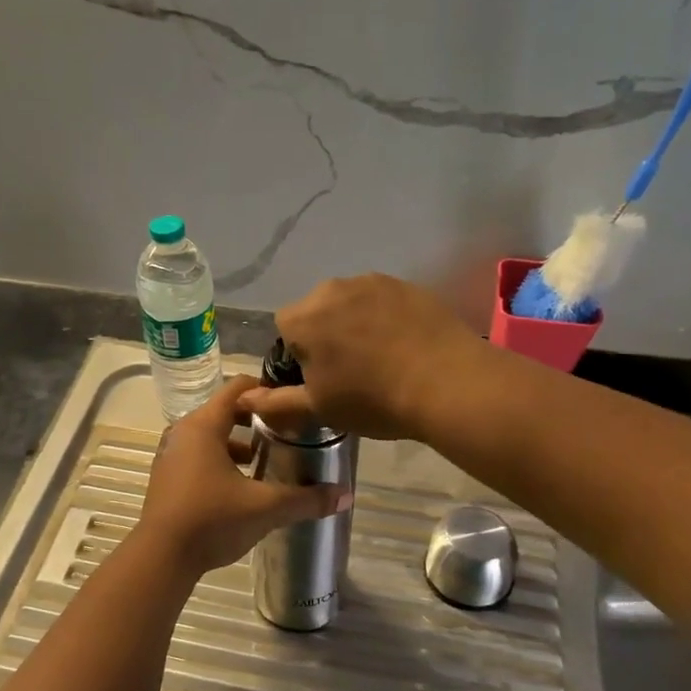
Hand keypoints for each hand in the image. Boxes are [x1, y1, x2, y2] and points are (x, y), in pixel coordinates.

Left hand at [135, 375, 346, 576]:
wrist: (161, 558)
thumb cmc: (212, 520)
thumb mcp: (265, 508)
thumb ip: (306, 499)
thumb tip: (346, 494)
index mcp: (204, 425)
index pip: (237, 388)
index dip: (265, 390)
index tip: (291, 402)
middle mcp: (183, 431)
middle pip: (223, 410)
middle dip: (254, 418)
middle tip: (285, 430)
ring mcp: (170, 454)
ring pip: (209, 435)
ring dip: (235, 442)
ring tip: (264, 459)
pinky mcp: (165, 476)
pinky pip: (196, 454)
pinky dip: (218, 459)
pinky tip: (238, 485)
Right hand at [238, 274, 484, 440]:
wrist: (447, 383)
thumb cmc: (373, 399)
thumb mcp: (319, 408)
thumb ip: (276, 402)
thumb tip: (243, 399)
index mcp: (303, 317)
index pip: (285, 328)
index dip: (299, 354)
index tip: (321, 377)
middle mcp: (332, 289)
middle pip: (317, 310)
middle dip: (326, 334)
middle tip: (351, 370)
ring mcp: (372, 282)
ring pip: (351, 303)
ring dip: (356, 323)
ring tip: (382, 357)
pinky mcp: (407, 284)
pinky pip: (383, 300)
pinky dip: (387, 317)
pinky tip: (405, 345)